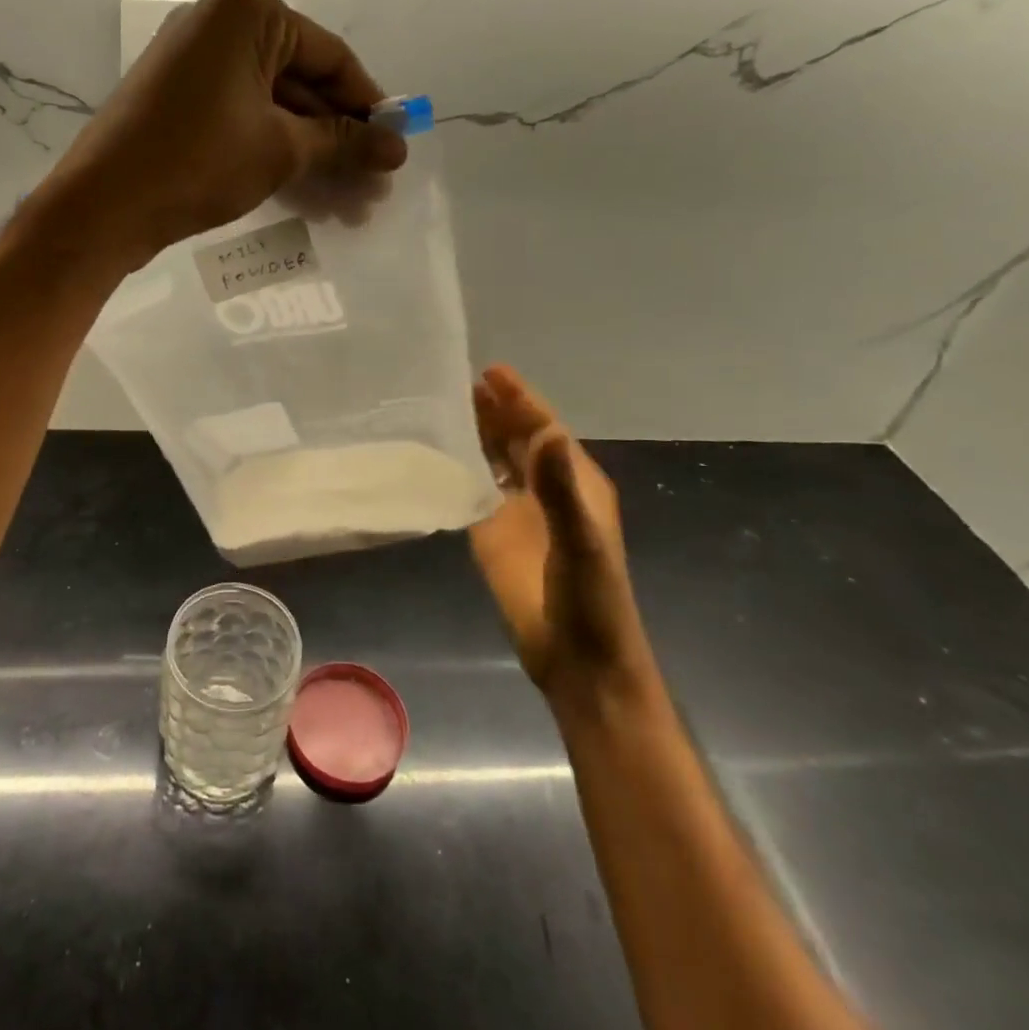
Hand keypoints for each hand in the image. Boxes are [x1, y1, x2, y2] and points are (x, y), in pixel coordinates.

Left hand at [36, 0, 406, 264]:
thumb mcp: (281, 149)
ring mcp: (195, 64)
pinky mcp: (180, 102)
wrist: (104, 205)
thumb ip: (343, 142)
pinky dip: (276, 153)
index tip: (395, 145)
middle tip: (373, 186)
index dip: (368, 105)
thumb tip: (398, 146)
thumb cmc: (198, 162)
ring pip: (274, 108)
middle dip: (340, 140)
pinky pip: (243, 119)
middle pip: (302, 84)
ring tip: (349, 206)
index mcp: (247, 13)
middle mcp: (220, 25)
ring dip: (313, 156)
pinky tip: (309, 196)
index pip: (330, 57)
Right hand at [468, 364, 646, 701]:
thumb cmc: (591, 599)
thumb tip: (548, 433)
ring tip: (445, 403)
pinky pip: (473, 488)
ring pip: (494, 459)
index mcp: (574, 483)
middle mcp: (544, 488)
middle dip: (495, 408)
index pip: (544, 429)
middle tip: (459, 379)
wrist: (577, 658)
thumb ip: (562, 490)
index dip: (521, 400)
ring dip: (476, 431)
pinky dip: (459, 466)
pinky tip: (436, 451)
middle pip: (518, 437)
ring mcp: (516, 510)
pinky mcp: (490, 532)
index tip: (491, 371)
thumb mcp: (582, 542)